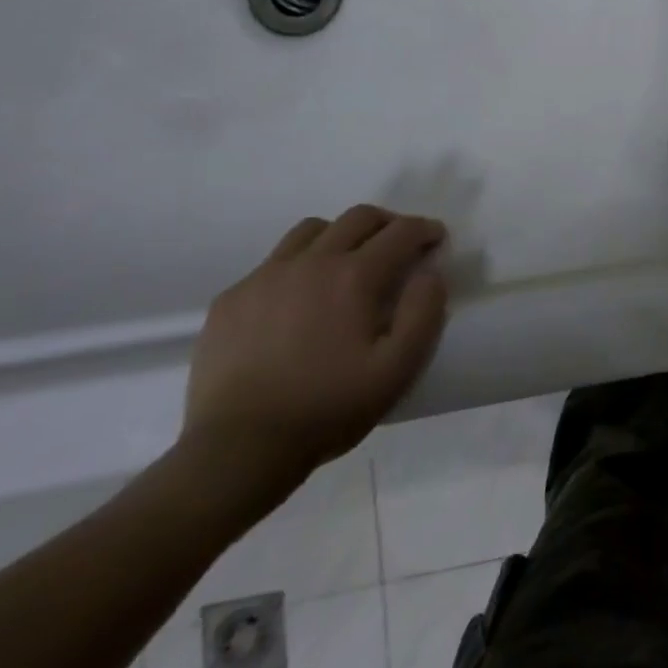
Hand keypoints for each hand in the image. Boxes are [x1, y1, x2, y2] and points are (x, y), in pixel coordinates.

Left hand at [182, 206, 448, 498]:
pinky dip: (299, 266)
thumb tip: (430, 272)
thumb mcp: (398, 368)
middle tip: (400, 247)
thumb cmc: (328, 409)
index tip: (436, 241)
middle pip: (358, 217)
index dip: (426, 230)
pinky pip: (273, 263)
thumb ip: (424, 312)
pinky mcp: (232, 299)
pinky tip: (299, 301)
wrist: (237, 450)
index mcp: (354, 276)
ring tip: (348, 265)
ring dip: (341, 236)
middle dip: (388, 224)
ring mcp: (265, 277)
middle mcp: (311, 262)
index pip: (401, 231)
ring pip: (312, 230)